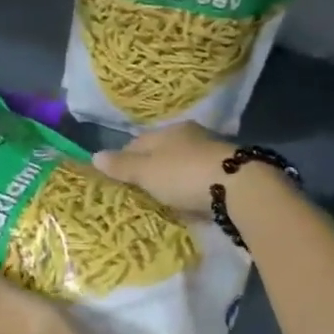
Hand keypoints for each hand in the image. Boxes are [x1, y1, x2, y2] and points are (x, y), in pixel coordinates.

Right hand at [90, 123, 235, 214]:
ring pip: (182, 166)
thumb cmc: (184, 174)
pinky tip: (186, 203)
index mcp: (170, 131)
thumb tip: (94, 156)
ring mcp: (212, 155)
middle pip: (162, 153)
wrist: (239, 189)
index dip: (124, 158)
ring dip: (172, 180)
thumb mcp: (147, 171)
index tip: (115, 177)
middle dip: (149, 169)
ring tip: (160, 199)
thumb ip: (122, 165)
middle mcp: (192, 137)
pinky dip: (190, 190)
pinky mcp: (227, 174)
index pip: (138, 141)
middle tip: (137, 191)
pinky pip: (199, 181)